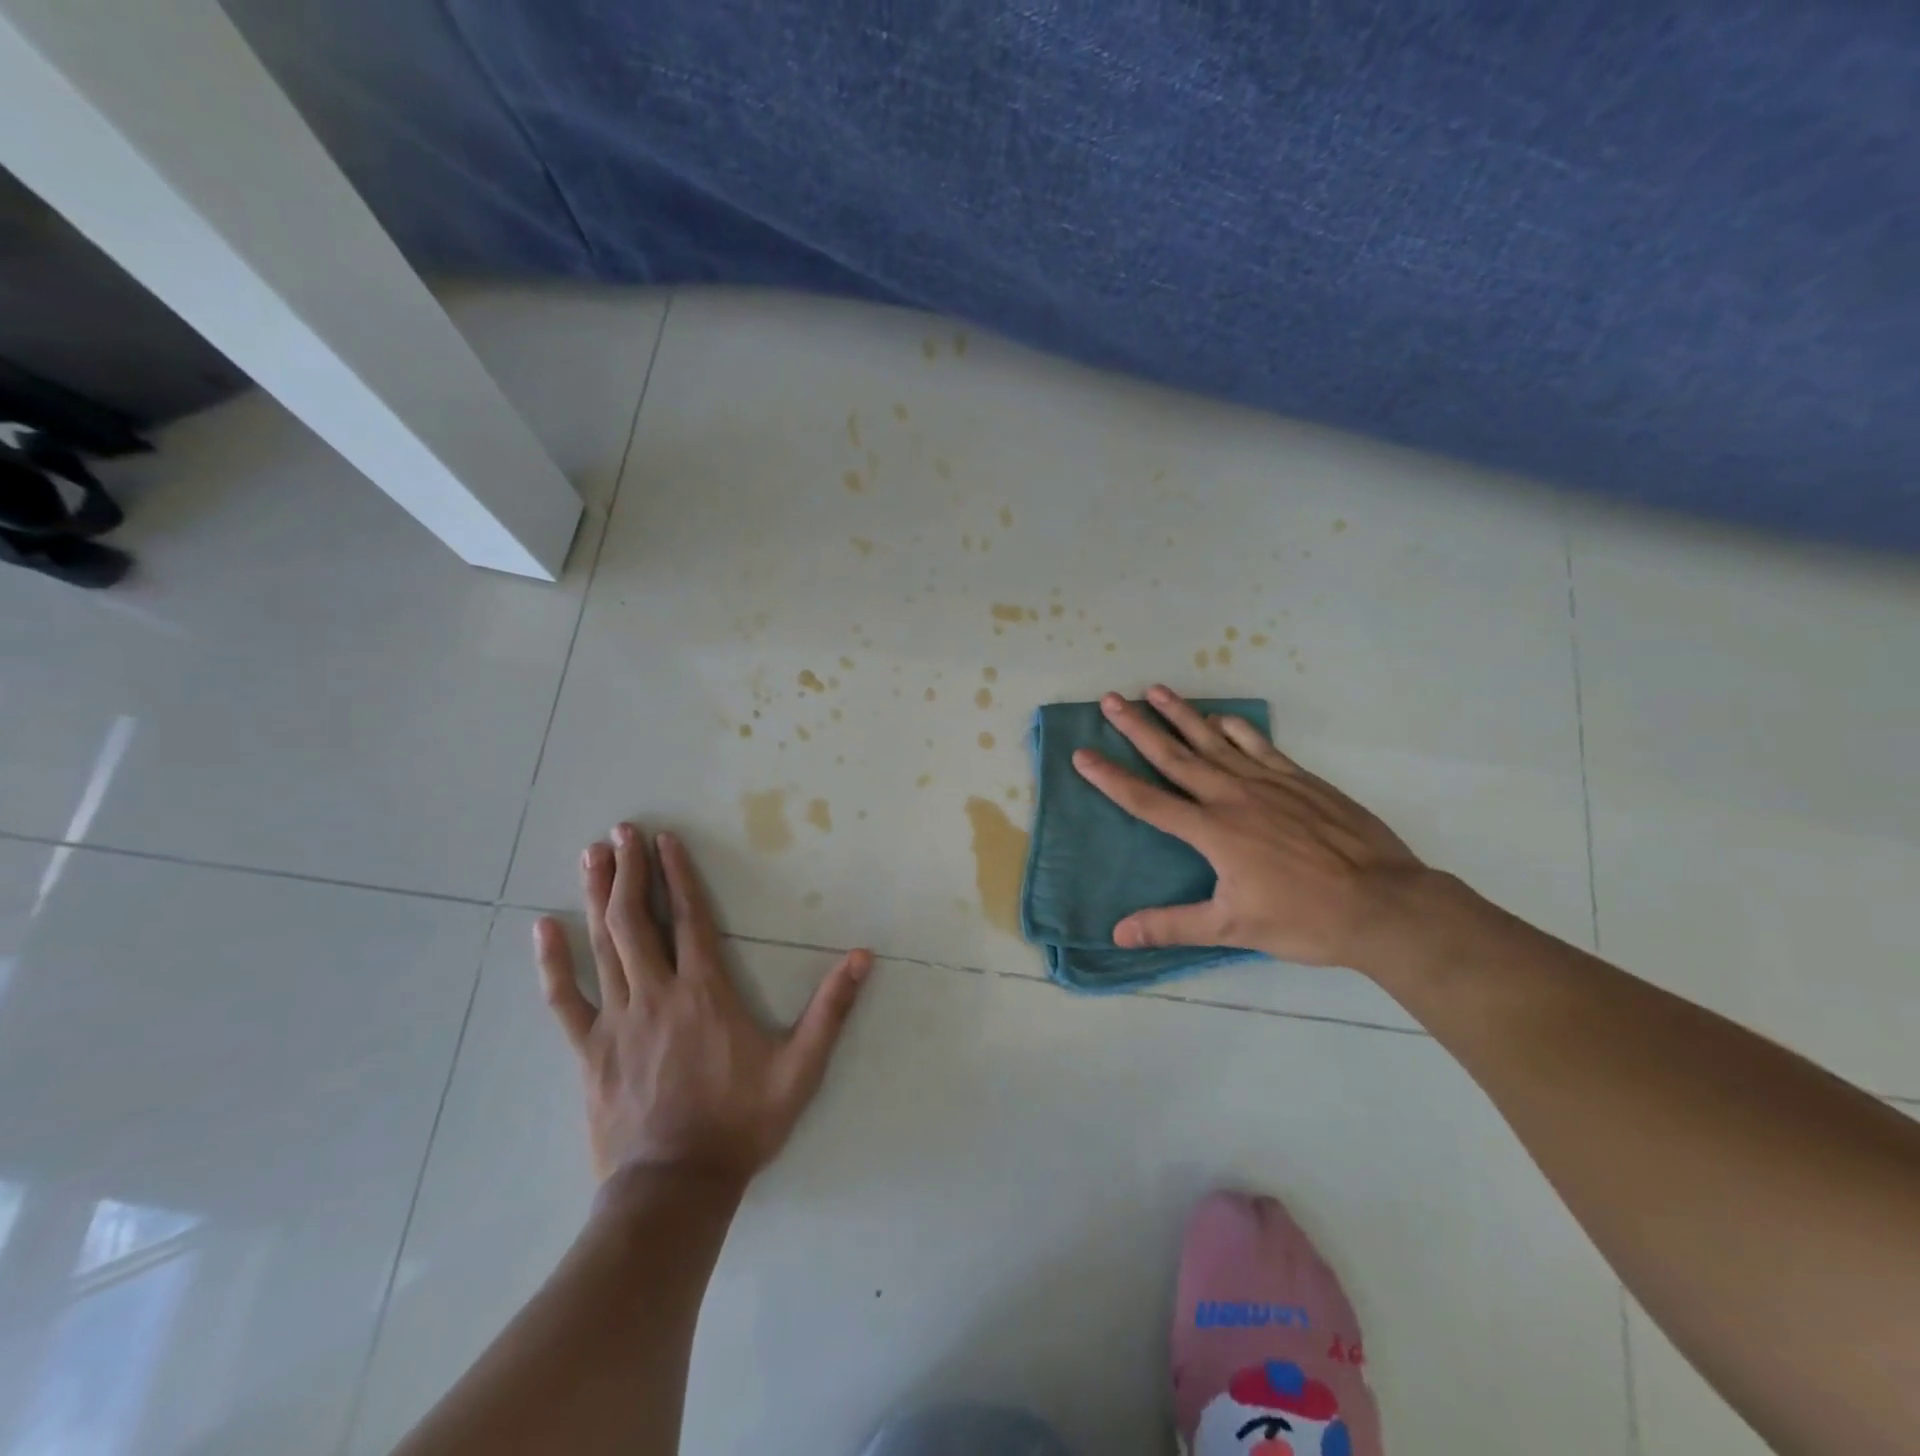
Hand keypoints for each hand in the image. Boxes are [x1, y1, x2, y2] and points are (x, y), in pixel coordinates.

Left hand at [534, 823, 871, 1185]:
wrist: (675, 1188)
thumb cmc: (741, 1123)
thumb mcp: (800, 1068)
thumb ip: (831, 1009)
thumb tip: (863, 956)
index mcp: (706, 992)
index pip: (689, 918)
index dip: (676, 874)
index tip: (664, 839)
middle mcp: (658, 994)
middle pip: (637, 920)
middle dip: (629, 870)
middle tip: (621, 831)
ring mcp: (617, 1021)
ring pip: (604, 946)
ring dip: (597, 897)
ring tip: (591, 855)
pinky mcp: (589, 1050)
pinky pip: (565, 998)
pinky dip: (553, 962)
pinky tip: (542, 928)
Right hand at [1072, 687, 1431, 969]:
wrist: (1384, 904)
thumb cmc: (1304, 919)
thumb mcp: (1233, 927)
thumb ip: (1174, 925)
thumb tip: (1119, 933)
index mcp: (1212, 831)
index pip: (1147, 800)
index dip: (1110, 778)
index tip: (1081, 754)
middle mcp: (1232, 797)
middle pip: (1174, 756)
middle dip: (1138, 727)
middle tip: (1110, 700)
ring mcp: (1268, 783)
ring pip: (1213, 741)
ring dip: (1181, 715)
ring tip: (1154, 690)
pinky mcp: (1299, 779)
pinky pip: (1258, 745)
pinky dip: (1236, 728)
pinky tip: (1221, 717)